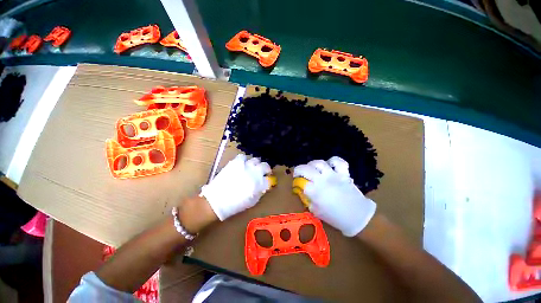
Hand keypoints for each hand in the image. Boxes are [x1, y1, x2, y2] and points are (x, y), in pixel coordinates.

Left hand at [200, 154, 273, 220]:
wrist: (216, 201)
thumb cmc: (235, 204)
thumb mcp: (252, 202)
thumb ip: (260, 192)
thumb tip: (264, 185)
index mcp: (259, 184)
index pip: (269, 179)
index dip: (268, 179)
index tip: (267, 180)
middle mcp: (254, 172)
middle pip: (265, 166)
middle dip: (266, 169)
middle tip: (263, 172)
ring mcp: (245, 166)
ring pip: (255, 159)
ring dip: (256, 164)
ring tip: (252, 167)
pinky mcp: (235, 162)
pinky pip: (243, 156)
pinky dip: (244, 159)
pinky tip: (242, 164)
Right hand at [293, 156, 376, 236]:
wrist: (358, 217)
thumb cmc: (336, 217)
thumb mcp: (316, 212)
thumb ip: (308, 200)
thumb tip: (302, 191)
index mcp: (315, 192)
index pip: (300, 182)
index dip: (296, 182)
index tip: (296, 184)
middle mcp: (322, 181)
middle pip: (305, 169)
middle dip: (298, 169)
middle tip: (298, 173)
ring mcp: (333, 175)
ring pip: (319, 163)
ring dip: (312, 164)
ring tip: (312, 168)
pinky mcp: (344, 174)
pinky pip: (338, 162)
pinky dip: (333, 161)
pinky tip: (329, 165)